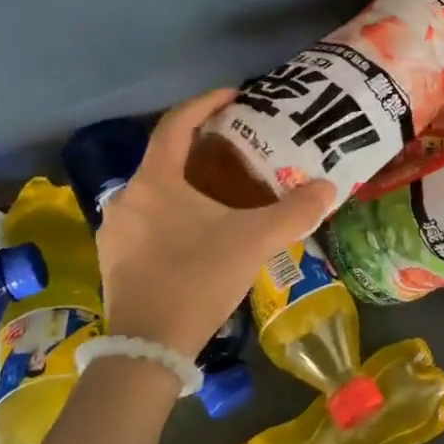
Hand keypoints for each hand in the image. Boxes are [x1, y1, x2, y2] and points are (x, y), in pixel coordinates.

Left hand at [95, 89, 335, 357]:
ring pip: (155, 190)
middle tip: (237, 148)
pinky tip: (198, 231)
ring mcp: (115, 229)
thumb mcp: (254, 241)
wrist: (147, 348)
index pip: (176, 124)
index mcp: (155, 180)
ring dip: (186, 182)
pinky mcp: (114, 257)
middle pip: (165, 156)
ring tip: (222, 190)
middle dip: (201, 146)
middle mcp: (127, 196)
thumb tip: (329, 188)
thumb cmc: (197, 279)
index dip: (206, 103)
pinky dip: (172, 211)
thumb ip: (294, 212)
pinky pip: (146, 217)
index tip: (235, 95)